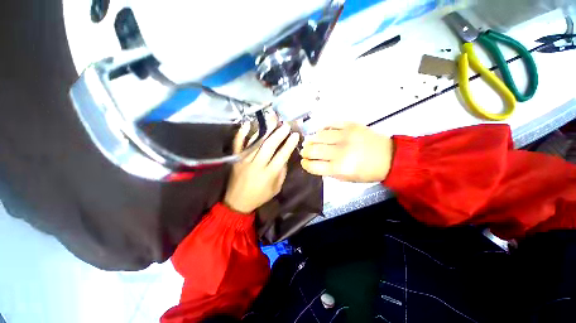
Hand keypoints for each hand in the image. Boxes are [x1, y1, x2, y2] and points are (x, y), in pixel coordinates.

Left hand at [224, 124, 299, 213]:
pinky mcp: (235, 159)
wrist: (237, 202)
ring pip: (256, 142)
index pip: (282, 156)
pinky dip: (242, 133)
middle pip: (269, 146)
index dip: (289, 145)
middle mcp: (257, 165)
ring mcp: (244, 160)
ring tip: (272, 119)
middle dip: (279, 134)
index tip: (295, 135)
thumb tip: (285, 157)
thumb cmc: (260, 196)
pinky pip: (238, 144)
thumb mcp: (276, 188)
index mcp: (269, 174)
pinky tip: (247, 124)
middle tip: (286, 125)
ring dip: (265, 129)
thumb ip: (282, 172)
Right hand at [300, 122, 392, 182]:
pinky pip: (330, 124)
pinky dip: (322, 128)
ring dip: (311, 139)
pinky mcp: (350, 125)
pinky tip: (321, 132)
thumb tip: (315, 164)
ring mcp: (345, 136)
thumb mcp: (347, 179)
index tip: (304, 162)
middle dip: (305, 152)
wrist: (390, 157)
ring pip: (318, 135)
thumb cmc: (368, 171)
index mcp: (340, 168)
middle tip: (305, 152)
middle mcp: (341, 151)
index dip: (305, 164)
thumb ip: (329, 172)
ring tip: (311, 142)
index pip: (314, 166)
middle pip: (313, 150)